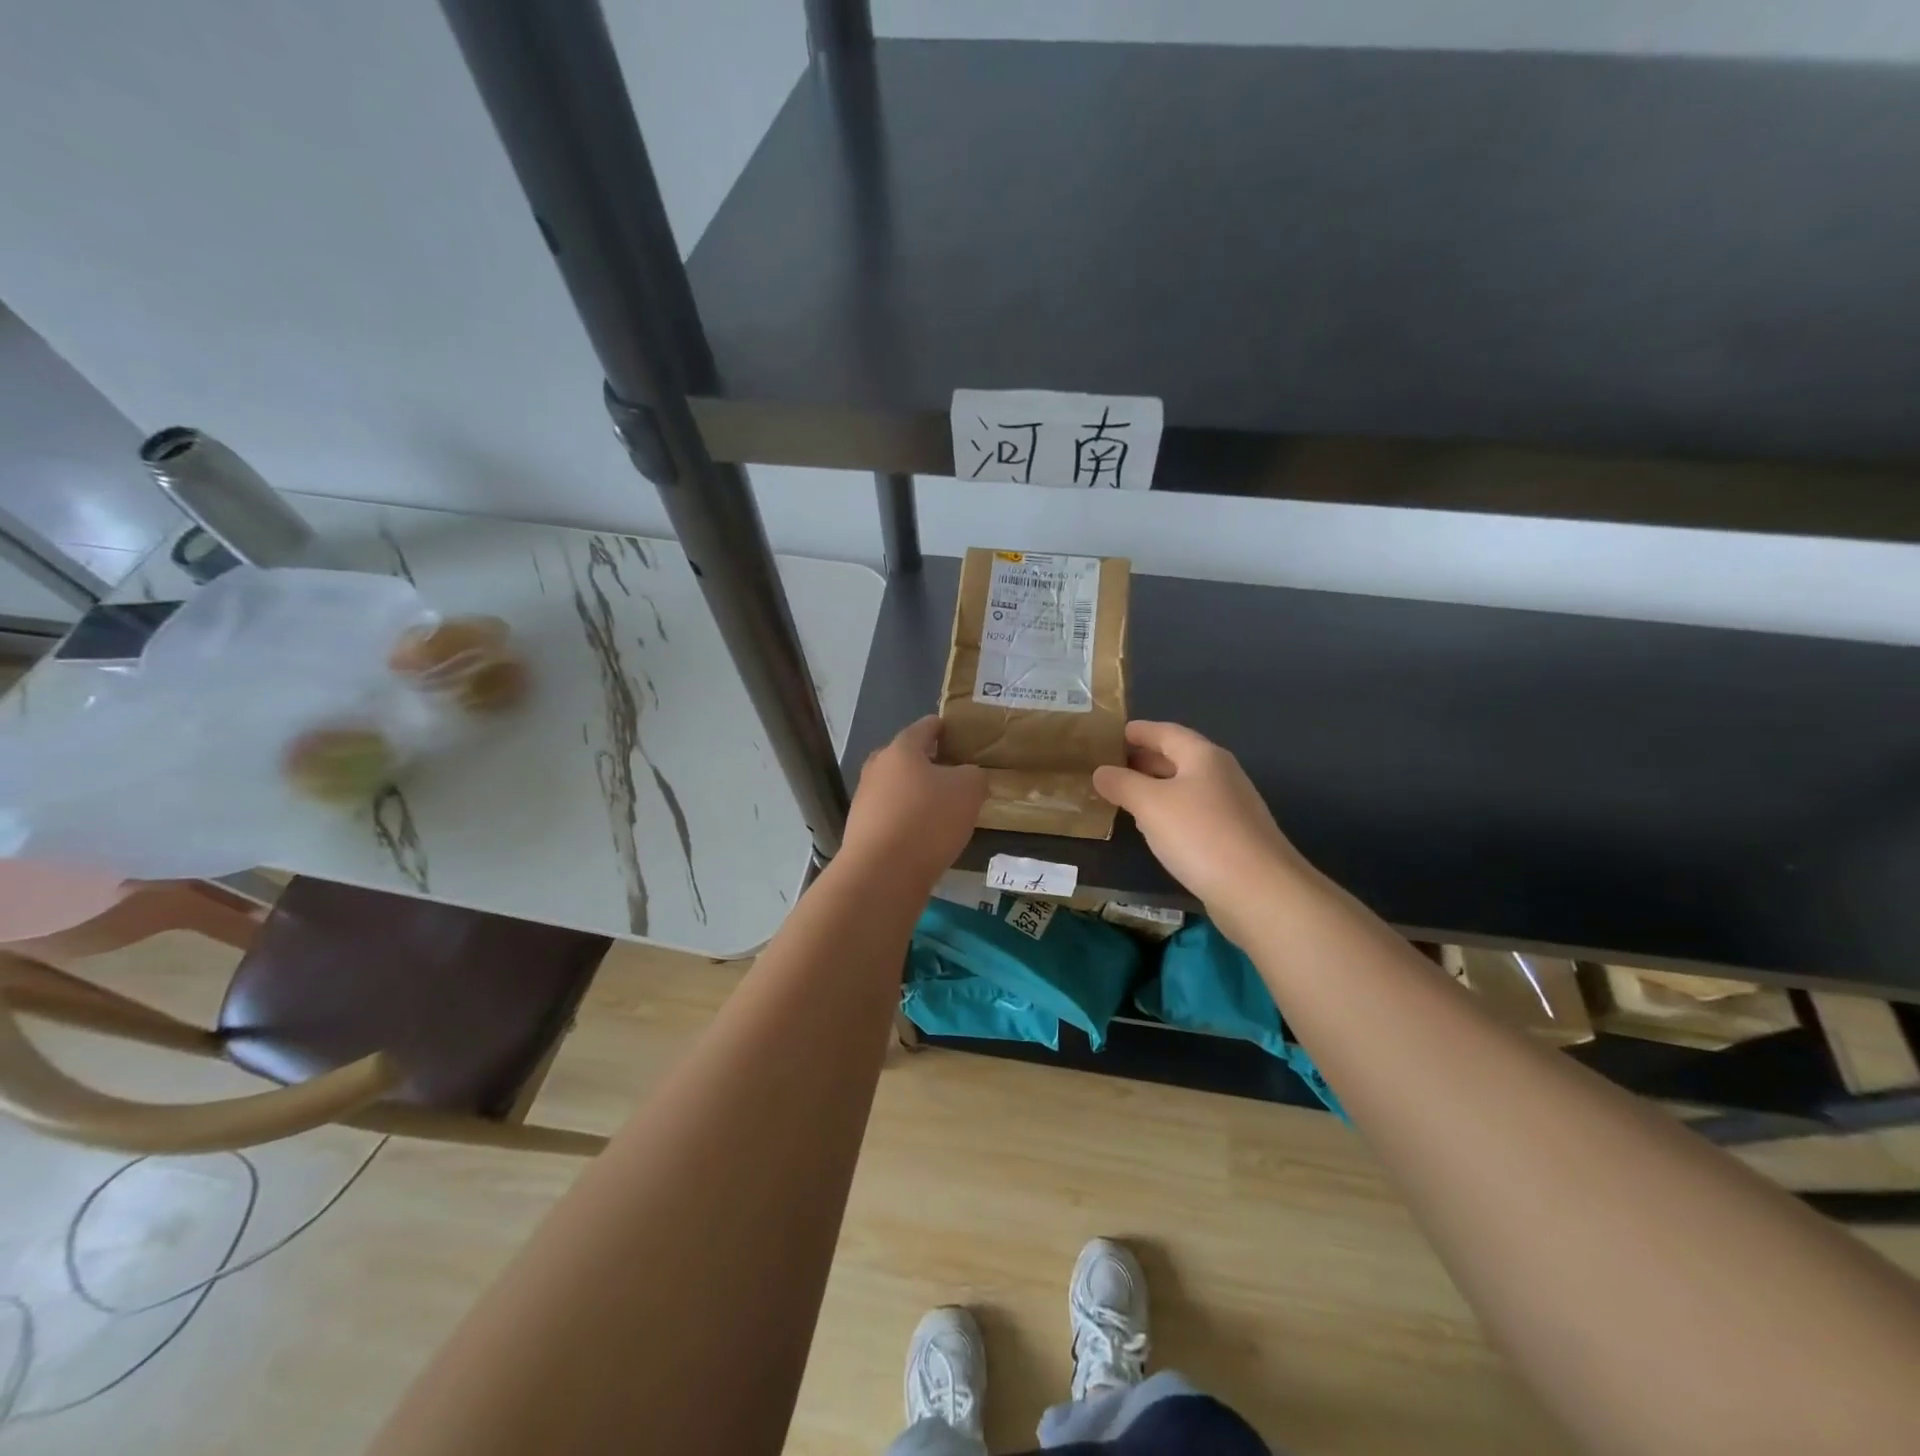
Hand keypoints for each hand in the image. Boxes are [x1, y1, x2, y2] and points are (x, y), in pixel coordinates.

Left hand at [842, 716, 986, 885]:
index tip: (955, 731)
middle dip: (928, 763)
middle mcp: (877, 768)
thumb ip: (973, 775)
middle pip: (905, 758)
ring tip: (942, 807)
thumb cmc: (928, 819)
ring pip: (897, 788)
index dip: (942, 727)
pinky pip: (891, 815)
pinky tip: (924, 834)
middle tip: (953, 772)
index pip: (925, 727)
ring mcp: (865, 799)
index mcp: (901, 749)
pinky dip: (908, 819)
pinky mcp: (861, 829)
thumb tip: (967, 776)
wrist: (882, 873)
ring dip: (917, 794)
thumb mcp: (969, 790)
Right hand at [1092, 721, 1309, 939]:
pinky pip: (1193, 813)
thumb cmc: (1200, 835)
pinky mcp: (1233, 838)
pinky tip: (1155, 827)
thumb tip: (1100, 772)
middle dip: (1145, 760)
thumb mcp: (1150, 804)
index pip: (1167, 732)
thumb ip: (1122, 784)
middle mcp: (1221, 775)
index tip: (1114, 733)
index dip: (1140, 731)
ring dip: (1156, 787)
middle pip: (1178, 758)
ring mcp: (1231, 807)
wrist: (1258, 891)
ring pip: (1186, 787)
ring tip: (1125, 794)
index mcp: (1203, 756)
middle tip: (1111, 765)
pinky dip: (1169, 812)